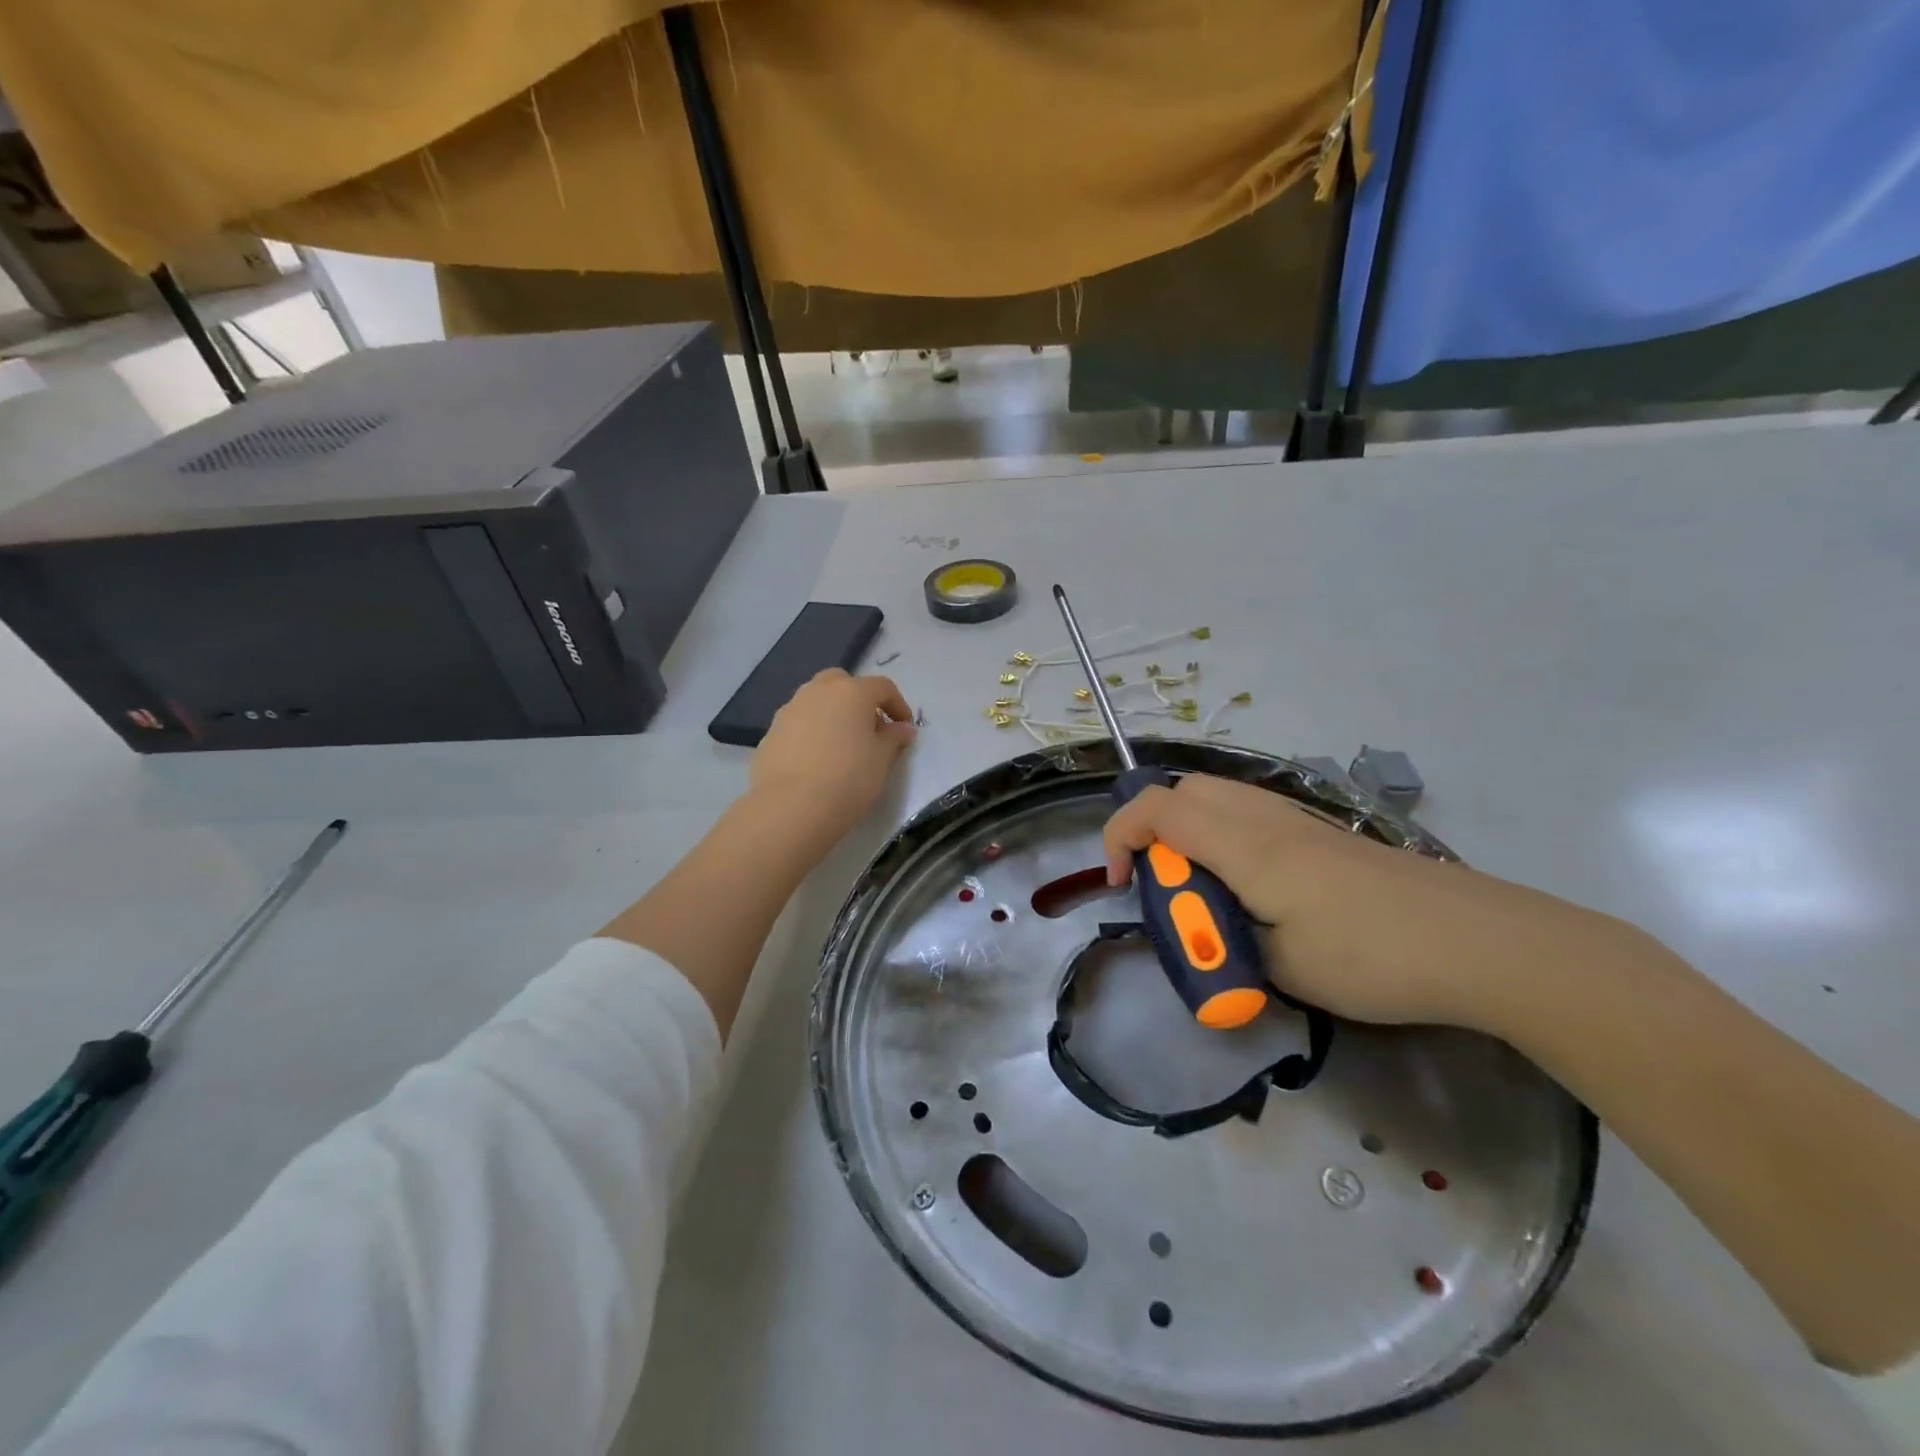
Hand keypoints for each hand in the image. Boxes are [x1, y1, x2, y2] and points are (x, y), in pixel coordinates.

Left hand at [749, 669, 916, 842]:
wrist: (791, 806)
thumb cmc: (848, 778)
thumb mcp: (882, 760)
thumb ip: (893, 738)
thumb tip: (902, 728)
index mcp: (851, 692)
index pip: (882, 687)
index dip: (898, 705)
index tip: (904, 729)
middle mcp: (818, 691)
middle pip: (842, 683)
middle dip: (858, 700)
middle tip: (869, 728)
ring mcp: (789, 710)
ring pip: (816, 701)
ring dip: (832, 714)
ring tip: (841, 745)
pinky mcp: (770, 733)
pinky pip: (798, 724)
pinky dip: (811, 733)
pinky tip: (816, 761)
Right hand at [1101, 773, 1631, 1032]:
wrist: (1480, 942)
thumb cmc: (1371, 956)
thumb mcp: (1280, 967)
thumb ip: (1226, 940)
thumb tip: (1210, 929)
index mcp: (1243, 844)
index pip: (1155, 810)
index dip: (1118, 838)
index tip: (1118, 886)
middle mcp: (1264, 816)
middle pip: (1183, 789)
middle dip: (1152, 829)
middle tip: (1163, 885)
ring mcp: (1298, 819)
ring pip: (1218, 796)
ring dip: (1189, 831)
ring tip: (1203, 888)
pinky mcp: (1323, 833)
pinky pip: (1250, 812)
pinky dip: (1223, 834)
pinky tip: (1250, 885)